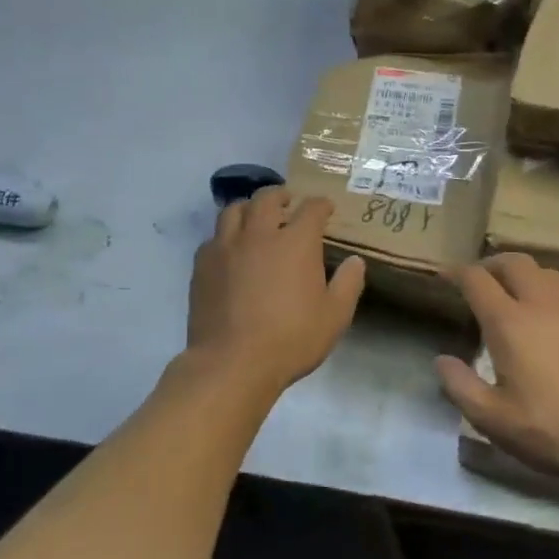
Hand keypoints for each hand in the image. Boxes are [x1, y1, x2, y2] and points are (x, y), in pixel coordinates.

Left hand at [188, 187, 365, 393]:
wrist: (232, 362)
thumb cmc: (291, 339)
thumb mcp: (335, 316)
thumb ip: (348, 284)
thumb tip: (355, 261)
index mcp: (296, 242)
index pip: (311, 208)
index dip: (321, 205)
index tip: (326, 208)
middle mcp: (259, 233)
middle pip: (267, 198)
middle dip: (281, 195)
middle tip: (288, 202)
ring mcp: (226, 247)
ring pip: (234, 210)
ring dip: (249, 208)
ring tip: (255, 217)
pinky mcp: (202, 265)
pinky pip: (213, 237)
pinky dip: (225, 235)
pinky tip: (230, 249)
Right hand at [435, 253, 558, 486]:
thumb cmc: (550, 430)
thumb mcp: (492, 419)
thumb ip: (460, 386)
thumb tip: (441, 360)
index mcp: (510, 323)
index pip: (478, 280)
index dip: (457, 273)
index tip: (445, 275)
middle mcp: (542, 305)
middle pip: (514, 263)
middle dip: (491, 264)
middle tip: (478, 279)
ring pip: (545, 272)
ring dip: (522, 273)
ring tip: (511, 292)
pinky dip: (546, 291)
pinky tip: (546, 318)